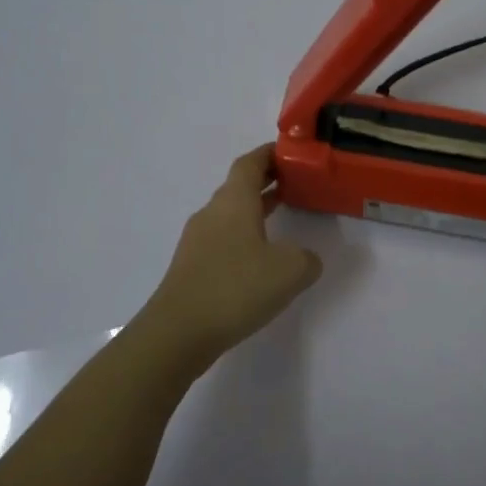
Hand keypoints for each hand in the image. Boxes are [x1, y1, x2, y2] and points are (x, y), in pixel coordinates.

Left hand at [144, 145, 322, 359]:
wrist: (178, 332)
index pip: (250, 163)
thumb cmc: (236, 288)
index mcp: (234, 202)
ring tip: (283, 217)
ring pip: (230, 213)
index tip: (291, 153)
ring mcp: (198, 240)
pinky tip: (260, 259)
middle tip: (296, 183)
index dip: (270, 154)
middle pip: (239, 186)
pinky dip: (244, 236)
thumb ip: (307, 258)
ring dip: (255, 209)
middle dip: (267, 181)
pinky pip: (223, 238)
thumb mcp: (291, 270)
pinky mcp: (192, 266)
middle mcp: (212, 213)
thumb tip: (304, 257)